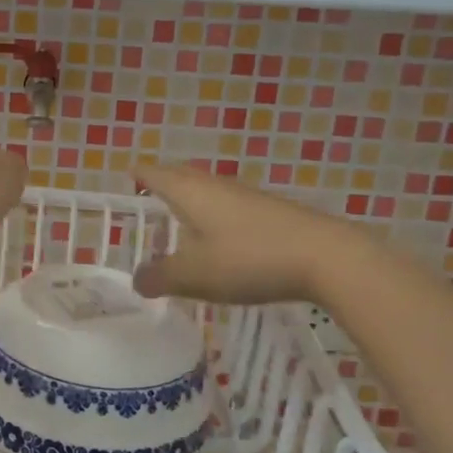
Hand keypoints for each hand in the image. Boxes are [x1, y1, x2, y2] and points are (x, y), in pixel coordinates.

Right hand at [130, 163, 365, 305]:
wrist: (326, 257)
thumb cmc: (248, 258)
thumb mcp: (194, 275)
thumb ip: (160, 277)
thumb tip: (137, 279)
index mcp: (190, 192)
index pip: (155, 174)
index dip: (139, 174)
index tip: (126, 174)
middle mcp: (215, 185)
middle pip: (181, 176)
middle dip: (162, 183)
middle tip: (146, 194)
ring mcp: (246, 196)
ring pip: (207, 191)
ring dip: (189, 200)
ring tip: (178, 219)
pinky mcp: (270, 212)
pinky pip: (228, 206)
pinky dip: (213, 215)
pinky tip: (218, 238)